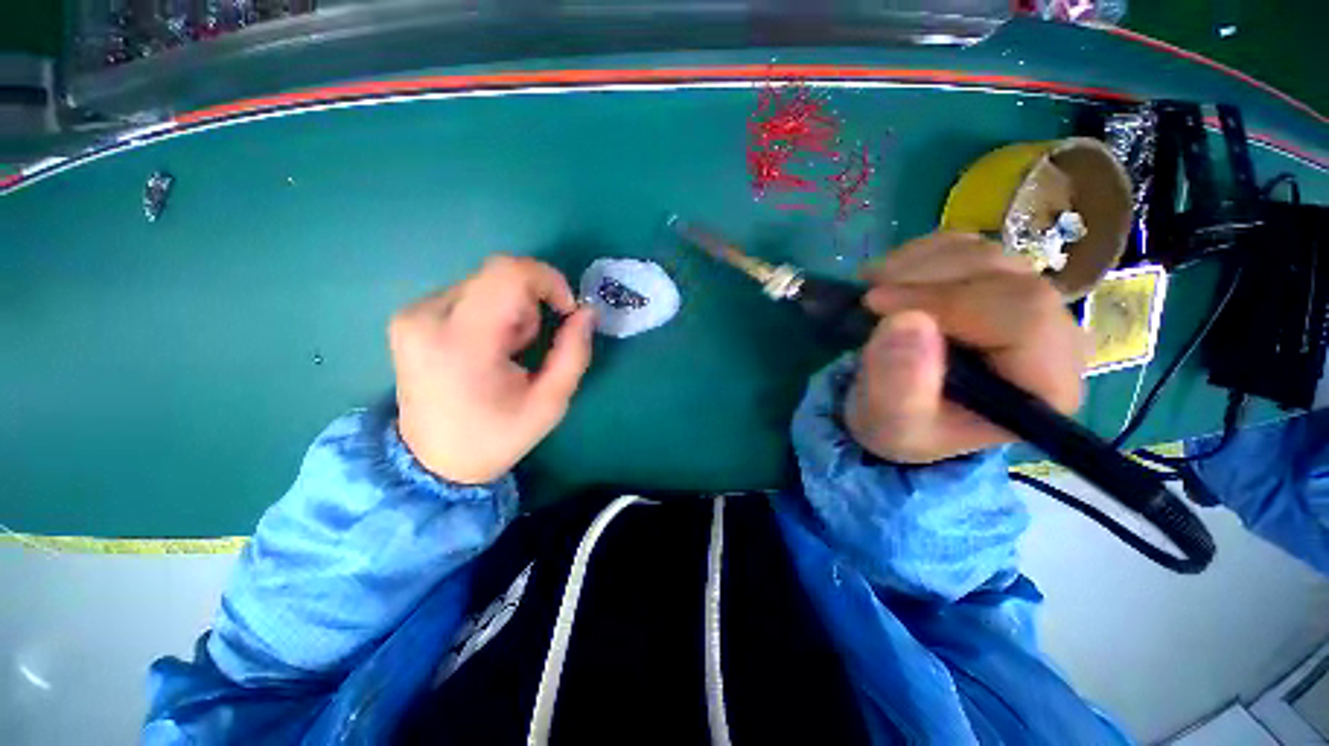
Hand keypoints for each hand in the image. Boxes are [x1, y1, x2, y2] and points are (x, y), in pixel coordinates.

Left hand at [390, 256, 595, 483]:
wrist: (433, 460)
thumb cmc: (497, 436)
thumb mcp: (550, 403)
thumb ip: (574, 353)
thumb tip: (587, 312)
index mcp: (463, 342)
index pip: (509, 274)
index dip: (549, 281)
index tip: (566, 310)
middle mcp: (428, 317)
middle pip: (500, 275)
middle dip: (531, 302)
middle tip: (531, 344)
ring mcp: (413, 314)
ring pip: (486, 282)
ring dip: (511, 309)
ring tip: (507, 351)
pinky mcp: (410, 315)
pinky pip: (468, 293)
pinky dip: (491, 312)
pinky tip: (486, 347)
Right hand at [845, 232, 1087, 463]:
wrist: (896, 410)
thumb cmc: (899, 425)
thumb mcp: (890, 423)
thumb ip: (898, 385)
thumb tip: (905, 322)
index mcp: (1044, 387)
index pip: (1023, 319)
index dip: (947, 301)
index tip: (876, 304)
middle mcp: (1053, 340)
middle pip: (1010, 280)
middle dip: (928, 280)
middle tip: (868, 296)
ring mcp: (1027, 305)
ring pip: (987, 256)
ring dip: (919, 265)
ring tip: (872, 288)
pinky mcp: (998, 285)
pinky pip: (969, 247)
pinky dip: (922, 255)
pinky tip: (891, 277)